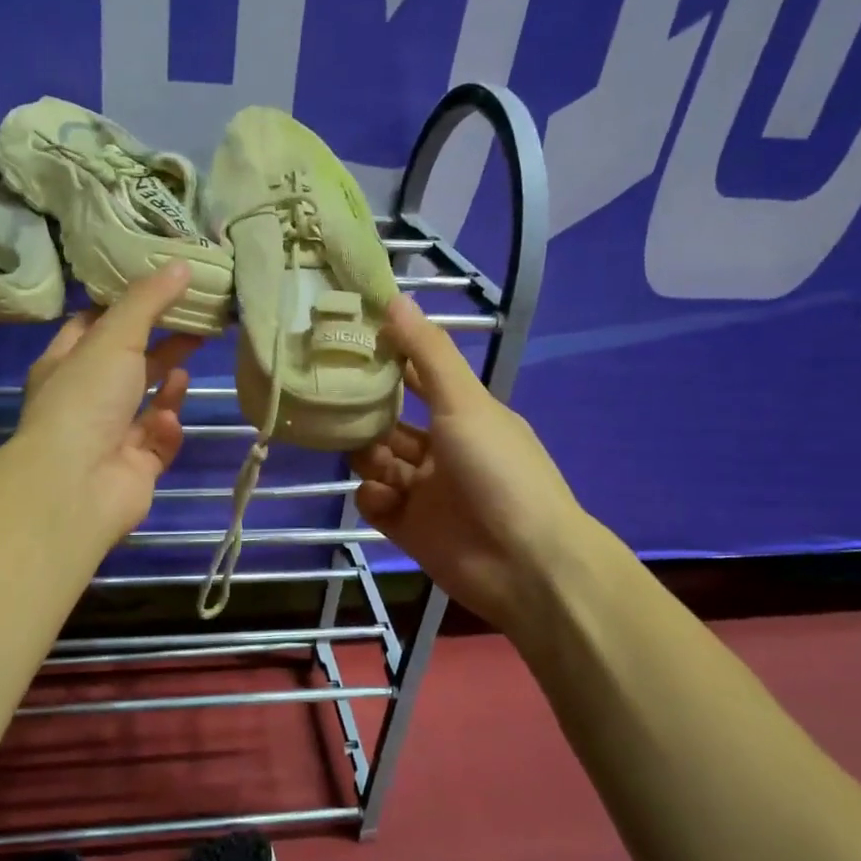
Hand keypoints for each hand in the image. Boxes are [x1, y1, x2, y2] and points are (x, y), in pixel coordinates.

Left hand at [10, 262, 200, 543]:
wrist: (76, 484)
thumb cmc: (86, 399)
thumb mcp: (114, 337)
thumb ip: (148, 301)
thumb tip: (182, 264)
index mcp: (65, 365)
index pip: (91, 327)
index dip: (123, 308)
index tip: (159, 290)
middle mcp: (84, 401)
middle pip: (128, 365)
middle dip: (160, 347)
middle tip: (196, 325)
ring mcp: (109, 437)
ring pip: (147, 405)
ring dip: (166, 389)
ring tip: (185, 372)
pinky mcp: (134, 469)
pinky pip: (158, 443)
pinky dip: (166, 430)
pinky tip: (167, 422)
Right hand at [351, 295, 589, 637]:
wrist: (523, 562)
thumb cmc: (498, 471)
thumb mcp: (465, 403)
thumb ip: (428, 355)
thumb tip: (394, 299)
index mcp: (464, 417)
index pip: (418, 380)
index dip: (388, 362)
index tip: (349, 345)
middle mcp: (444, 451)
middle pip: (391, 424)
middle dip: (367, 416)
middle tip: (338, 404)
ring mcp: (426, 492)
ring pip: (379, 463)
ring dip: (368, 456)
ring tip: (369, 459)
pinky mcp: (410, 529)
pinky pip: (377, 504)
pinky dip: (373, 497)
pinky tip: (382, 498)